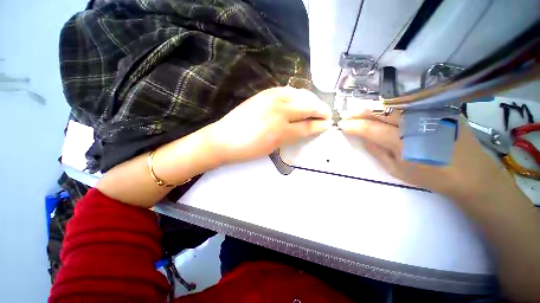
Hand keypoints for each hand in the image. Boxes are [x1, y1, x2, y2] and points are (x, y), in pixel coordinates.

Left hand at [209, 87, 332, 163]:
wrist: (225, 139)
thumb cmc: (249, 149)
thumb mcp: (274, 147)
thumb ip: (293, 136)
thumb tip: (308, 128)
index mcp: (282, 130)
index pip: (308, 125)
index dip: (320, 125)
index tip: (328, 124)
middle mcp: (280, 110)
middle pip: (308, 106)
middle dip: (321, 110)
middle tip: (326, 114)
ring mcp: (272, 98)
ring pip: (300, 94)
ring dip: (311, 99)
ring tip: (316, 106)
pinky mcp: (265, 92)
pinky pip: (288, 89)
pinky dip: (298, 94)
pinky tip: (300, 98)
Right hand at [338, 111, 511, 202]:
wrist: (470, 172)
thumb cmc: (430, 176)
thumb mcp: (396, 170)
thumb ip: (376, 150)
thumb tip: (362, 136)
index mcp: (404, 143)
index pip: (370, 129)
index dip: (353, 125)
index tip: (341, 124)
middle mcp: (415, 123)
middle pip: (380, 111)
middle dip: (359, 111)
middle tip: (346, 112)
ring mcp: (430, 113)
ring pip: (393, 104)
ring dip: (372, 106)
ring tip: (358, 109)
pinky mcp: (439, 108)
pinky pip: (408, 103)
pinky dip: (390, 105)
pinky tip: (381, 108)